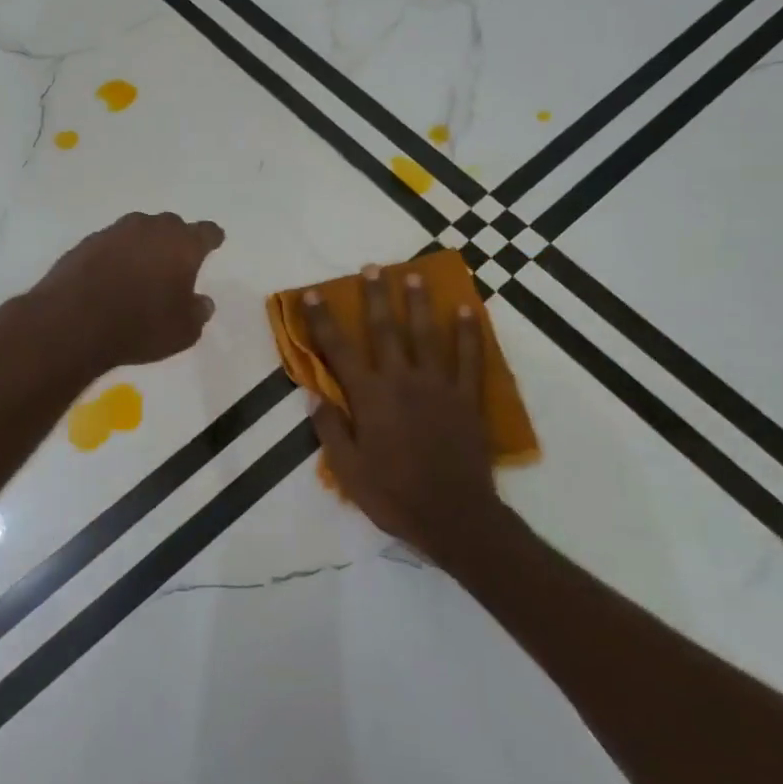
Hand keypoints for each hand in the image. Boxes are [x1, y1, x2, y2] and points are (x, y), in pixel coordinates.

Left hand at [33, 211, 224, 371]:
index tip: (214, 242)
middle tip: (176, 261)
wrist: (73, 323)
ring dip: (143, 245)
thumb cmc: (140, 326)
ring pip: (138, 231)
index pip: (206, 232)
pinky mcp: (86, 243)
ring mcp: (115, 232)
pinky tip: (112, 276)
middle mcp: (150, 229)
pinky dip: (116, 256)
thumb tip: (201, 302)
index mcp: (182, 244)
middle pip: (171, 226)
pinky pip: (111, 244)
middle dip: (176, 240)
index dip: (212, 238)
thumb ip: (198, 312)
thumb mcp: (183, 331)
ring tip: (142, 269)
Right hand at [303, 266, 501, 562]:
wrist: (453, 516)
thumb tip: (312, 394)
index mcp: (369, 397)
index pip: (339, 350)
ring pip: (426, 335)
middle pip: (385, 330)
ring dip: (419, 303)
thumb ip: (330, 428)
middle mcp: (401, 380)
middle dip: (376, 296)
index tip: (314, 294)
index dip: (323, 320)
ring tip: (415, 276)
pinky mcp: (466, 398)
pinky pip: (470, 359)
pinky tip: (467, 310)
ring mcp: (438, 386)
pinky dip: (469, 333)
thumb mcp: (348, 469)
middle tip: (373, 267)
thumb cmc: (394, 495)